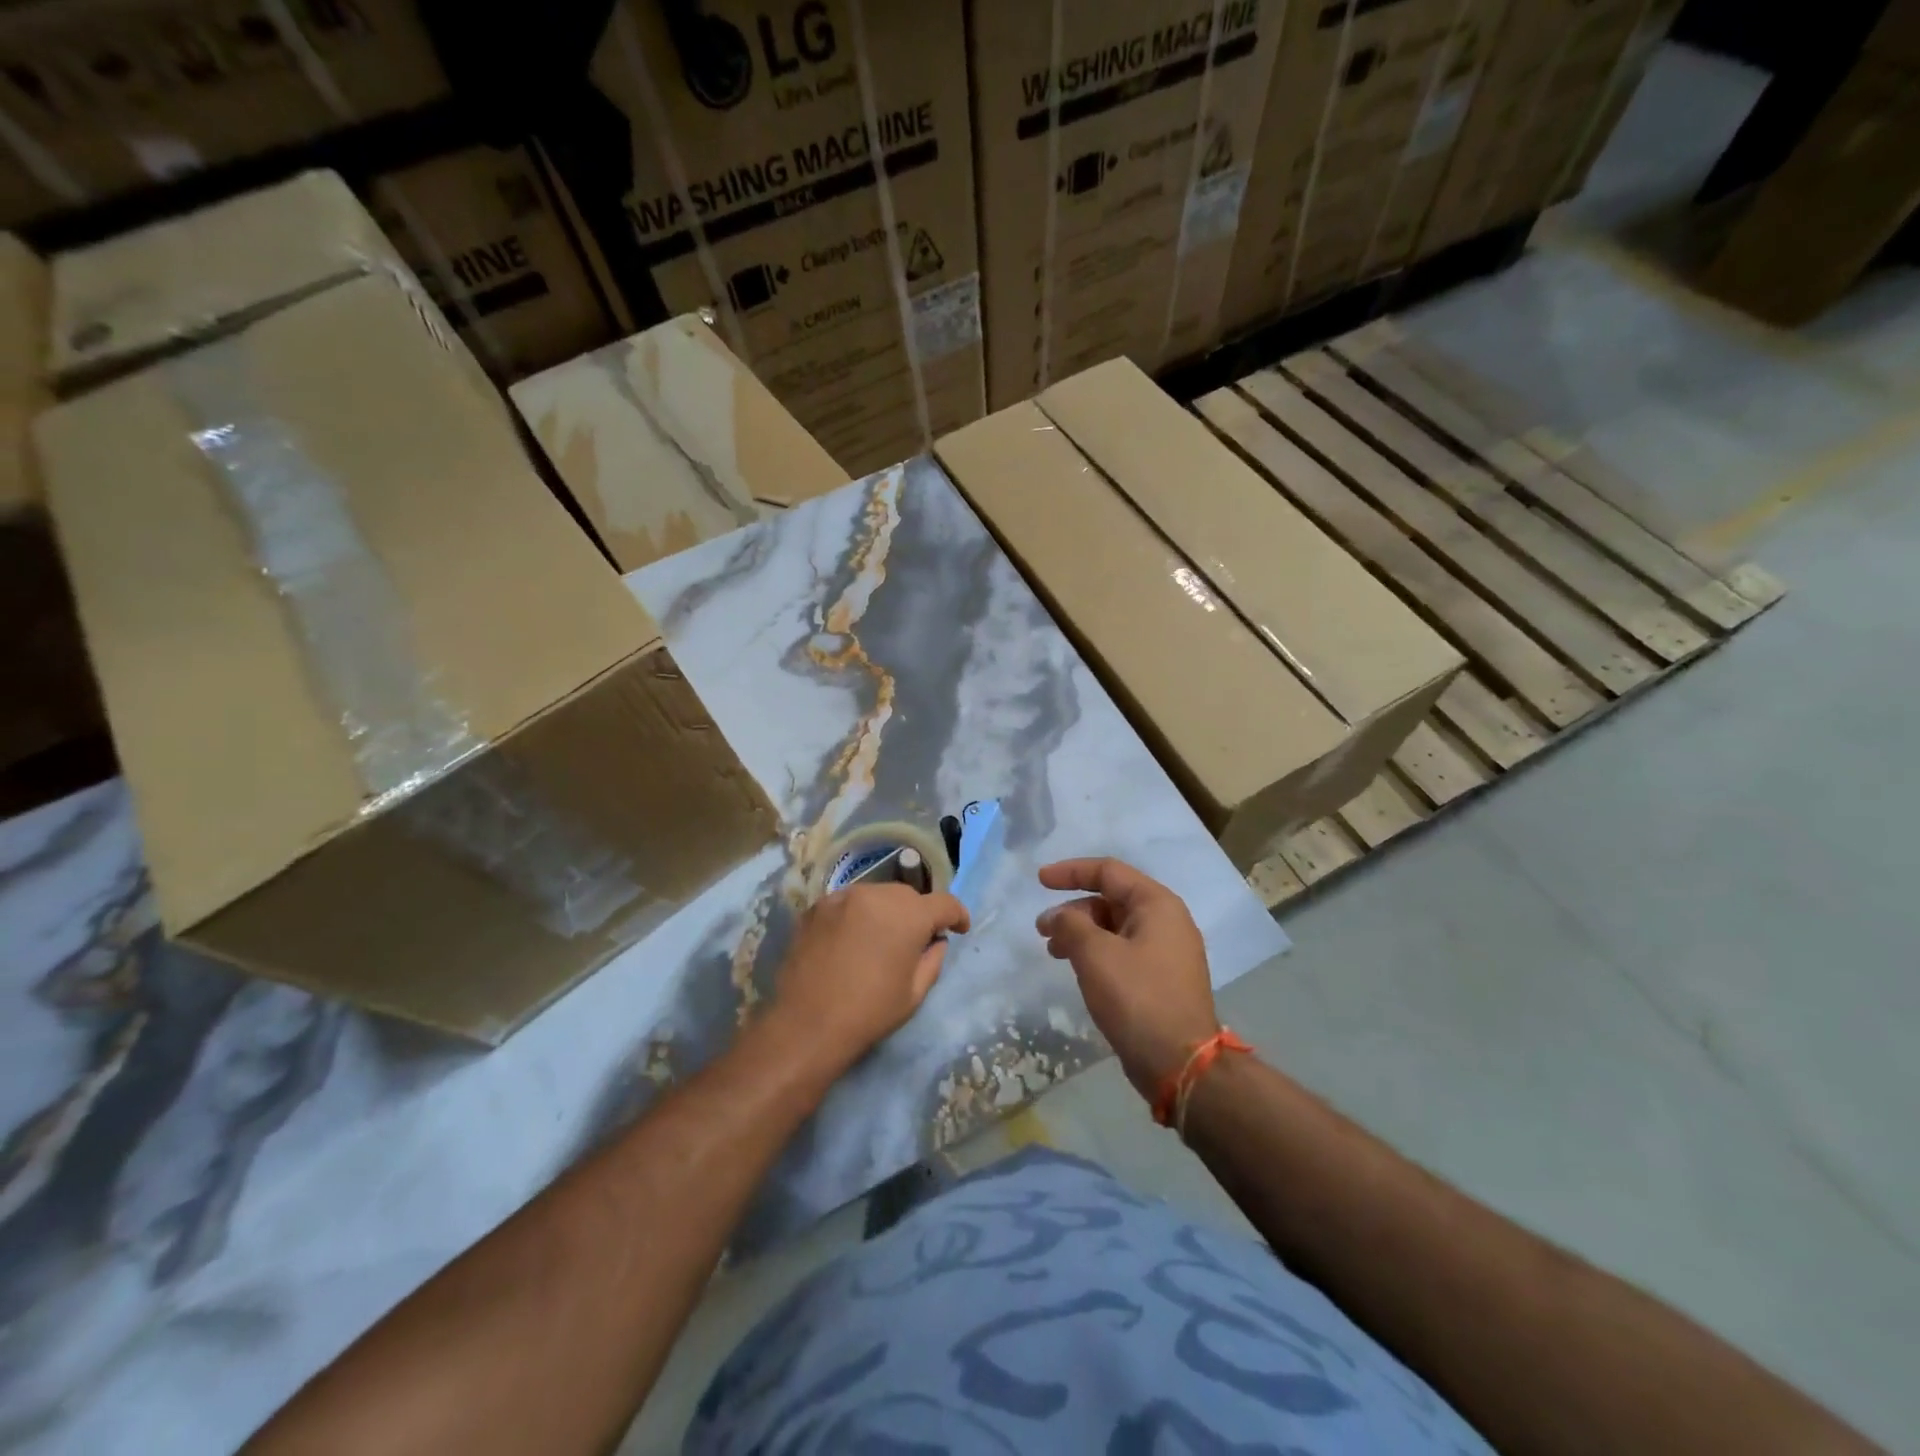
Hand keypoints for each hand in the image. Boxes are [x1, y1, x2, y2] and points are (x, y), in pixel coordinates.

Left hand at [770, 883, 969, 1075]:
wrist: (807, 1024)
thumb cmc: (869, 1012)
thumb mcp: (914, 993)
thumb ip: (933, 959)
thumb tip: (935, 940)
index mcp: (909, 915)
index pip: (944, 903)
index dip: (957, 914)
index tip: (959, 928)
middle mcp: (877, 894)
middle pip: (908, 896)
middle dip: (918, 914)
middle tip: (915, 940)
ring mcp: (843, 896)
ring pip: (877, 895)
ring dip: (886, 912)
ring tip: (880, 939)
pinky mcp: (817, 906)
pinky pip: (849, 903)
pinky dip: (858, 915)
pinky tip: (851, 940)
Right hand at [1037, 858, 1218, 1100]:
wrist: (1180, 1063)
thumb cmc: (1137, 998)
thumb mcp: (1095, 954)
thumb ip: (1070, 924)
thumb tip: (1058, 916)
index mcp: (1157, 904)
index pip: (1108, 871)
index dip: (1071, 871)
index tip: (1039, 881)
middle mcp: (1166, 921)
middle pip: (1111, 899)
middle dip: (1073, 909)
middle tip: (1042, 930)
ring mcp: (1166, 952)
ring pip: (1115, 927)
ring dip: (1081, 933)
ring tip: (1053, 952)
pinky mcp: (1161, 979)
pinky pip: (1122, 951)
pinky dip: (1096, 952)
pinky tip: (1078, 970)